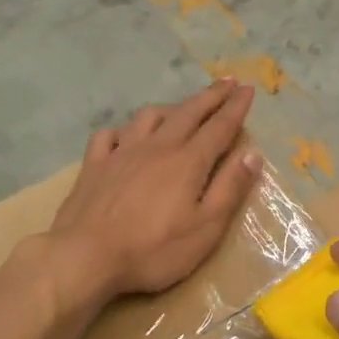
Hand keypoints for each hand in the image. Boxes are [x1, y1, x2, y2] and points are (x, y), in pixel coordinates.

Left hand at [49, 80, 261, 301]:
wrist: (85, 257)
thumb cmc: (154, 250)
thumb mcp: (206, 228)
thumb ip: (230, 188)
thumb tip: (252, 154)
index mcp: (188, 161)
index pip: (219, 127)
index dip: (236, 106)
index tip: (248, 88)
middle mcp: (157, 147)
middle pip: (188, 113)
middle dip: (211, 96)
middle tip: (227, 81)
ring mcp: (122, 152)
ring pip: (149, 117)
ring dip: (171, 108)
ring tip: (181, 108)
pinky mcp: (94, 165)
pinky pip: (110, 134)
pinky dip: (124, 130)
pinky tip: (127, 135)